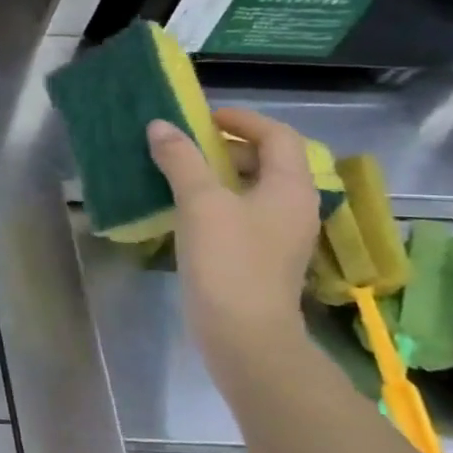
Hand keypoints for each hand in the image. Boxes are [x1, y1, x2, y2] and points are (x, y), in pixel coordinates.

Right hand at [147, 108, 319, 367]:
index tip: (201, 118)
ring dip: (214, 175)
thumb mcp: (201, 203)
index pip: (276, 136)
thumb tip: (160, 126)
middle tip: (181, 146)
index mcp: (291, 187)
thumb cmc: (228, 260)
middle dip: (223, 147)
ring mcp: (277, 235)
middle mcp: (292, 207)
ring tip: (174, 174)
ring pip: (249, 189)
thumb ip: (181, 159)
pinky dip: (212, 203)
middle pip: (265, 161)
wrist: (243, 334)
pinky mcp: (258, 257)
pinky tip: (181, 212)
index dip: (241, 120)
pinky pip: (238, 214)